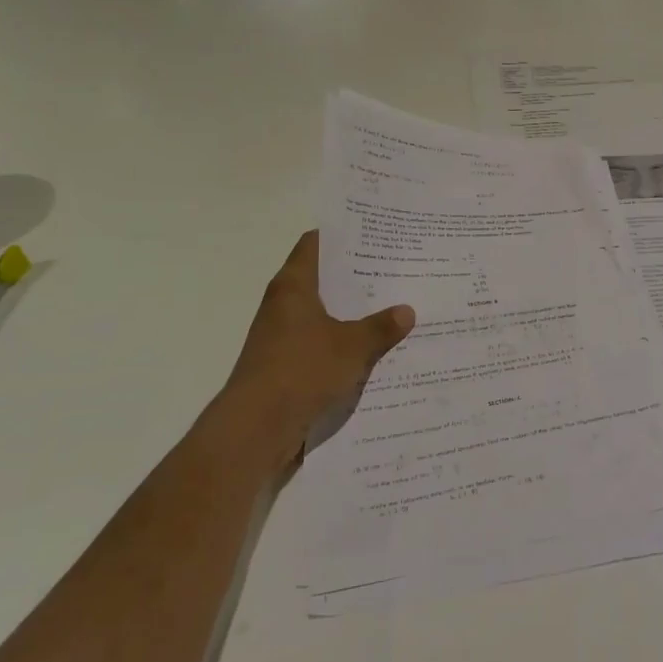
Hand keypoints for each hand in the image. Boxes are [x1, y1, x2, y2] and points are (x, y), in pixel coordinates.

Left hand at [219, 232, 414, 458]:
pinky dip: (342, 342)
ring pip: (322, 314)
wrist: (256, 429)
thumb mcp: (352, 346)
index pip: (315, 244)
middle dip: (356, 276)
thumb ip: (380, 327)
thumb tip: (406, 310)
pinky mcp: (284, 365)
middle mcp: (283, 305)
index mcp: (294, 286)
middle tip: (395, 269)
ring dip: (351, 312)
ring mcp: (281, 337)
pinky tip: (372, 349)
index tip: (373, 232)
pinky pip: (320, 344)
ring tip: (392, 306)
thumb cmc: (301, 370)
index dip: (342, 235)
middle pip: (322, 279)